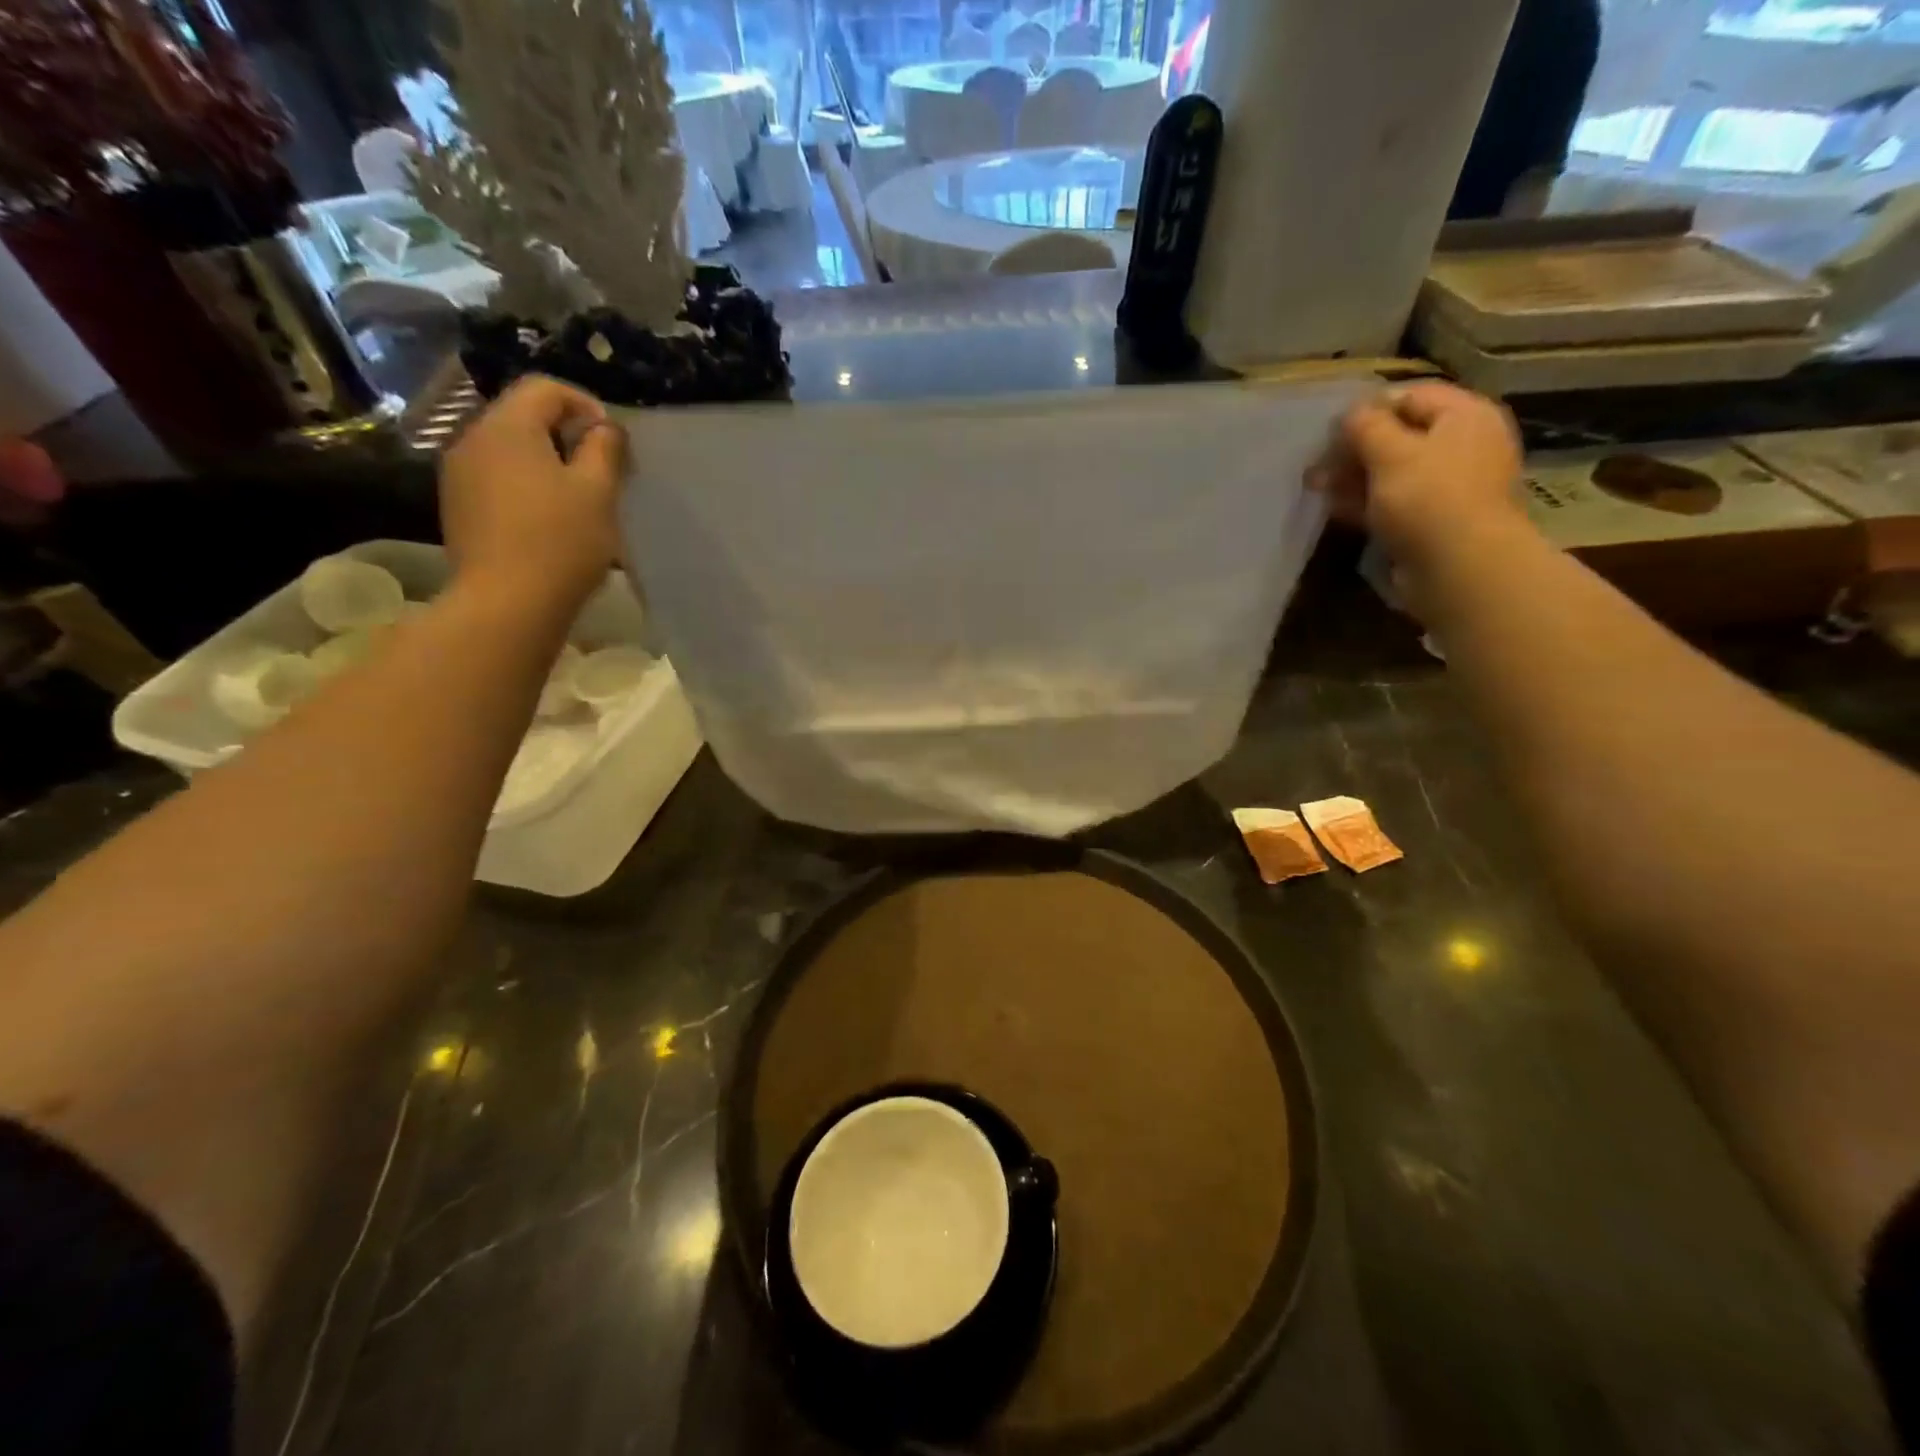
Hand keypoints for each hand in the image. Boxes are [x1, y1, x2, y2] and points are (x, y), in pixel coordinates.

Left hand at [440, 376, 627, 610]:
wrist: (506, 603)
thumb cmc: (560, 541)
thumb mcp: (598, 492)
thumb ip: (604, 449)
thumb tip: (604, 428)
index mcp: (507, 427)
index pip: (544, 388)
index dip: (585, 404)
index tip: (612, 441)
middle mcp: (473, 439)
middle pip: (523, 416)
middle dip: (566, 434)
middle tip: (602, 471)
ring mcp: (458, 474)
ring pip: (509, 450)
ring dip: (546, 462)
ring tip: (578, 498)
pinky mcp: (457, 507)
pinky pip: (497, 479)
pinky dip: (526, 485)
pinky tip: (548, 520)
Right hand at [1307, 382, 1528, 576]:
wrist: (1459, 568)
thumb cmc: (1428, 498)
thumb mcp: (1391, 452)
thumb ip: (1366, 426)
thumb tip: (1351, 412)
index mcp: (1465, 416)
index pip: (1411, 396)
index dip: (1369, 407)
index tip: (1330, 427)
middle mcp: (1463, 445)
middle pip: (1401, 435)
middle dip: (1356, 447)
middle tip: (1316, 461)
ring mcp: (1449, 487)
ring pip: (1393, 472)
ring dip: (1354, 477)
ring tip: (1315, 485)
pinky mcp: (1433, 521)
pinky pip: (1394, 503)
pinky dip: (1366, 503)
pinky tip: (1335, 508)